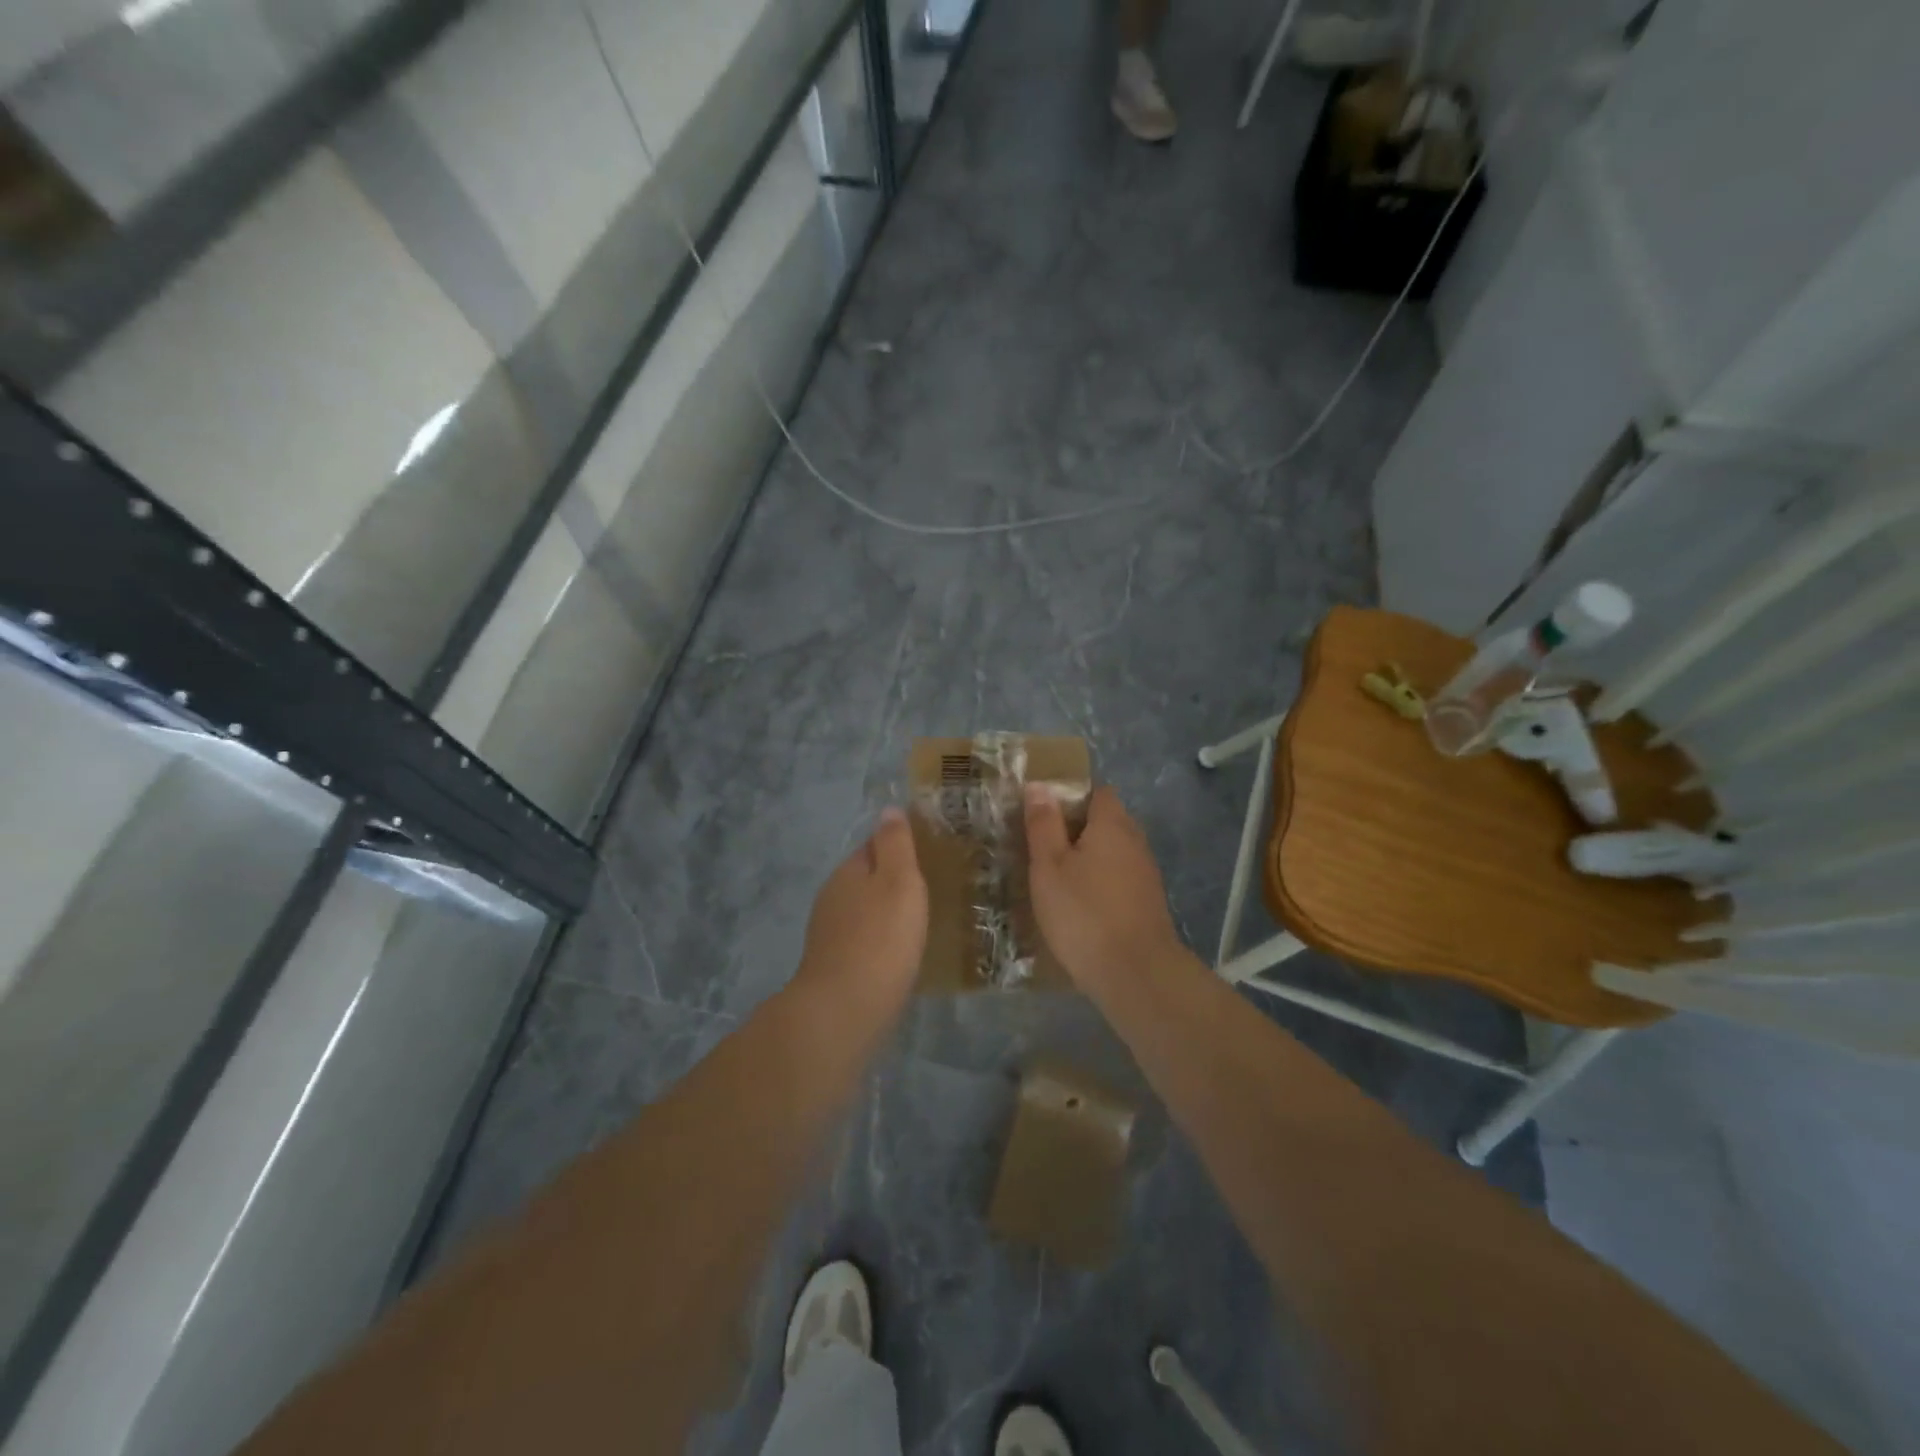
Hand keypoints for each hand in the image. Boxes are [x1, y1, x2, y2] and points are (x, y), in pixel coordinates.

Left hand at [796, 807, 928, 1003]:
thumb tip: (888, 809)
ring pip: (864, 911)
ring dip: (887, 913)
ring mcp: (829, 934)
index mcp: (848, 871)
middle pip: (866, 879)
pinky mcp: (833, 966)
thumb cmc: (881, 938)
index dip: (899, 847)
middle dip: (893, 882)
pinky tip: (899, 955)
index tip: (929, 855)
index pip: (873, 845)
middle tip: (931, 889)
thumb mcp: (899, 881)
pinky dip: (880, 942)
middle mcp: (832, 897)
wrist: (844, 1010)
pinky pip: (863, 941)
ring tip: (920, 922)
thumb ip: (895, 844)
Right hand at [1025, 784, 1185, 988]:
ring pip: (1113, 853)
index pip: (1097, 792)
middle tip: (1041, 847)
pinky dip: (1099, 883)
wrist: (1135, 974)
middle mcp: (1135, 842)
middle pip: (1107, 821)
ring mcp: (1145, 875)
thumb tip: (1039, 785)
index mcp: (1112, 825)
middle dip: (1077, 829)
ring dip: (1088, 859)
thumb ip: (1044, 824)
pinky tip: (1078, 905)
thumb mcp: (1049, 866)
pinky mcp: (1147, 904)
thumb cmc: (1084, 913)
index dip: (1071, 796)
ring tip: (1055, 878)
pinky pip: (1119, 879)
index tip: (1042, 814)